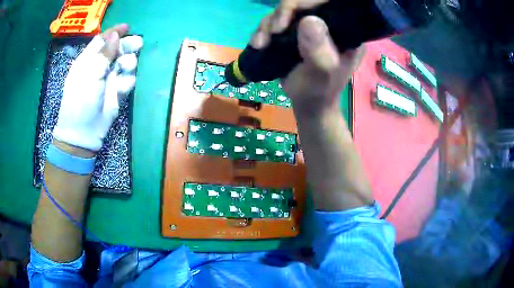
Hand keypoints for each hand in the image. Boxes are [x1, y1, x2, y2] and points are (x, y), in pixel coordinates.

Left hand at [53, 24, 142, 151]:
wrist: (83, 131)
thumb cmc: (81, 99)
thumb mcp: (89, 73)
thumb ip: (104, 53)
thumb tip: (116, 34)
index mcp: (88, 59)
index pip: (103, 40)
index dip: (114, 32)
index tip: (127, 27)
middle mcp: (100, 66)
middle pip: (117, 49)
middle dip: (127, 45)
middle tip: (137, 45)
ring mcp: (109, 79)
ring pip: (125, 63)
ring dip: (129, 63)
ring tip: (125, 69)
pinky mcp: (117, 92)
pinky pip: (128, 81)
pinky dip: (127, 82)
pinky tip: (121, 89)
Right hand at [251, 0, 364, 117]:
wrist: (308, 103)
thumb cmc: (319, 91)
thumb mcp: (323, 73)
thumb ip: (319, 50)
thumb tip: (309, 20)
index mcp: (346, 31)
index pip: (328, 4)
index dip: (306, 3)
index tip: (287, 19)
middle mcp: (329, 23)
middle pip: (303, 3)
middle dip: (283, 13)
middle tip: (273, 32)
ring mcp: (310, 26)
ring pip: (285, 11)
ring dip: (268, 24)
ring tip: (261, 43)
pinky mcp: (295, 31)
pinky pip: (275, 21)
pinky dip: (263, 30)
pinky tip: (258, 44)